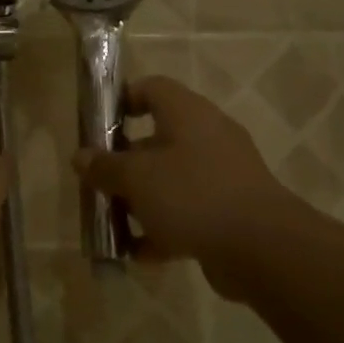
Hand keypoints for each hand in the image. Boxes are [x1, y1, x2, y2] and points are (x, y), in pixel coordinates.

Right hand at [74, 76, 322, 298]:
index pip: (152, 88)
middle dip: (123, 164)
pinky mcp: (229, 212)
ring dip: (140, 200)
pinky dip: (163, 229)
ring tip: (112, 223)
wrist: (262, 248)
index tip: (96, 127)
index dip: (122, 101)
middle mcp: (207, 138)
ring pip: (170, 181)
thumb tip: (81, 157)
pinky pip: (187, 213)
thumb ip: (105, 167)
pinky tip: (138, 253)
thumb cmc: (192, 195)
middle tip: (97, 184)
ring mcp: (221, 176)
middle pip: (156, 140)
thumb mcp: (137, 178)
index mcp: (188, 114)